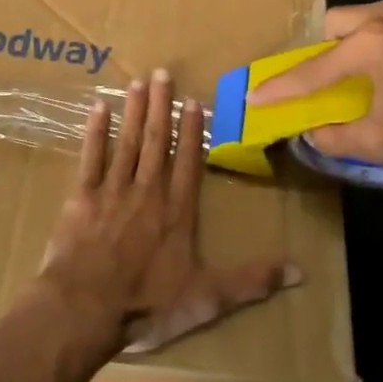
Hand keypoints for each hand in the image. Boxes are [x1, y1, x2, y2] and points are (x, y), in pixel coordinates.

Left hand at [36, 70, 301, 354]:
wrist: (84, 309)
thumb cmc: (146, 304)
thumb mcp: (207, 300)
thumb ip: (252, 282)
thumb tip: (300, 272)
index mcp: (177, 212)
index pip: (188, 162)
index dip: (192, 131)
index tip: (193, 101)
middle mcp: (147, 192)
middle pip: (156, 141)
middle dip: (160, 106)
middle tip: (162, 72)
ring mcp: (112, 191)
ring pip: (127, 142)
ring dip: (133, 111)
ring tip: (137, 82)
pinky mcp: (82, 197)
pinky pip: (90, 157)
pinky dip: (95, 132)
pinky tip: (98, 108)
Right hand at [246, 1, 382, 165]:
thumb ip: (340, 139)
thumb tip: (313, 135)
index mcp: (366, 45)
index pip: (310, 71)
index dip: (279, 88)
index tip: (252, 97)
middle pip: (334, 24)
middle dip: (321, 48)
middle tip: (327, 76)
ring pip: (368, 16)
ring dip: (358, 39)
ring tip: (371, 68)